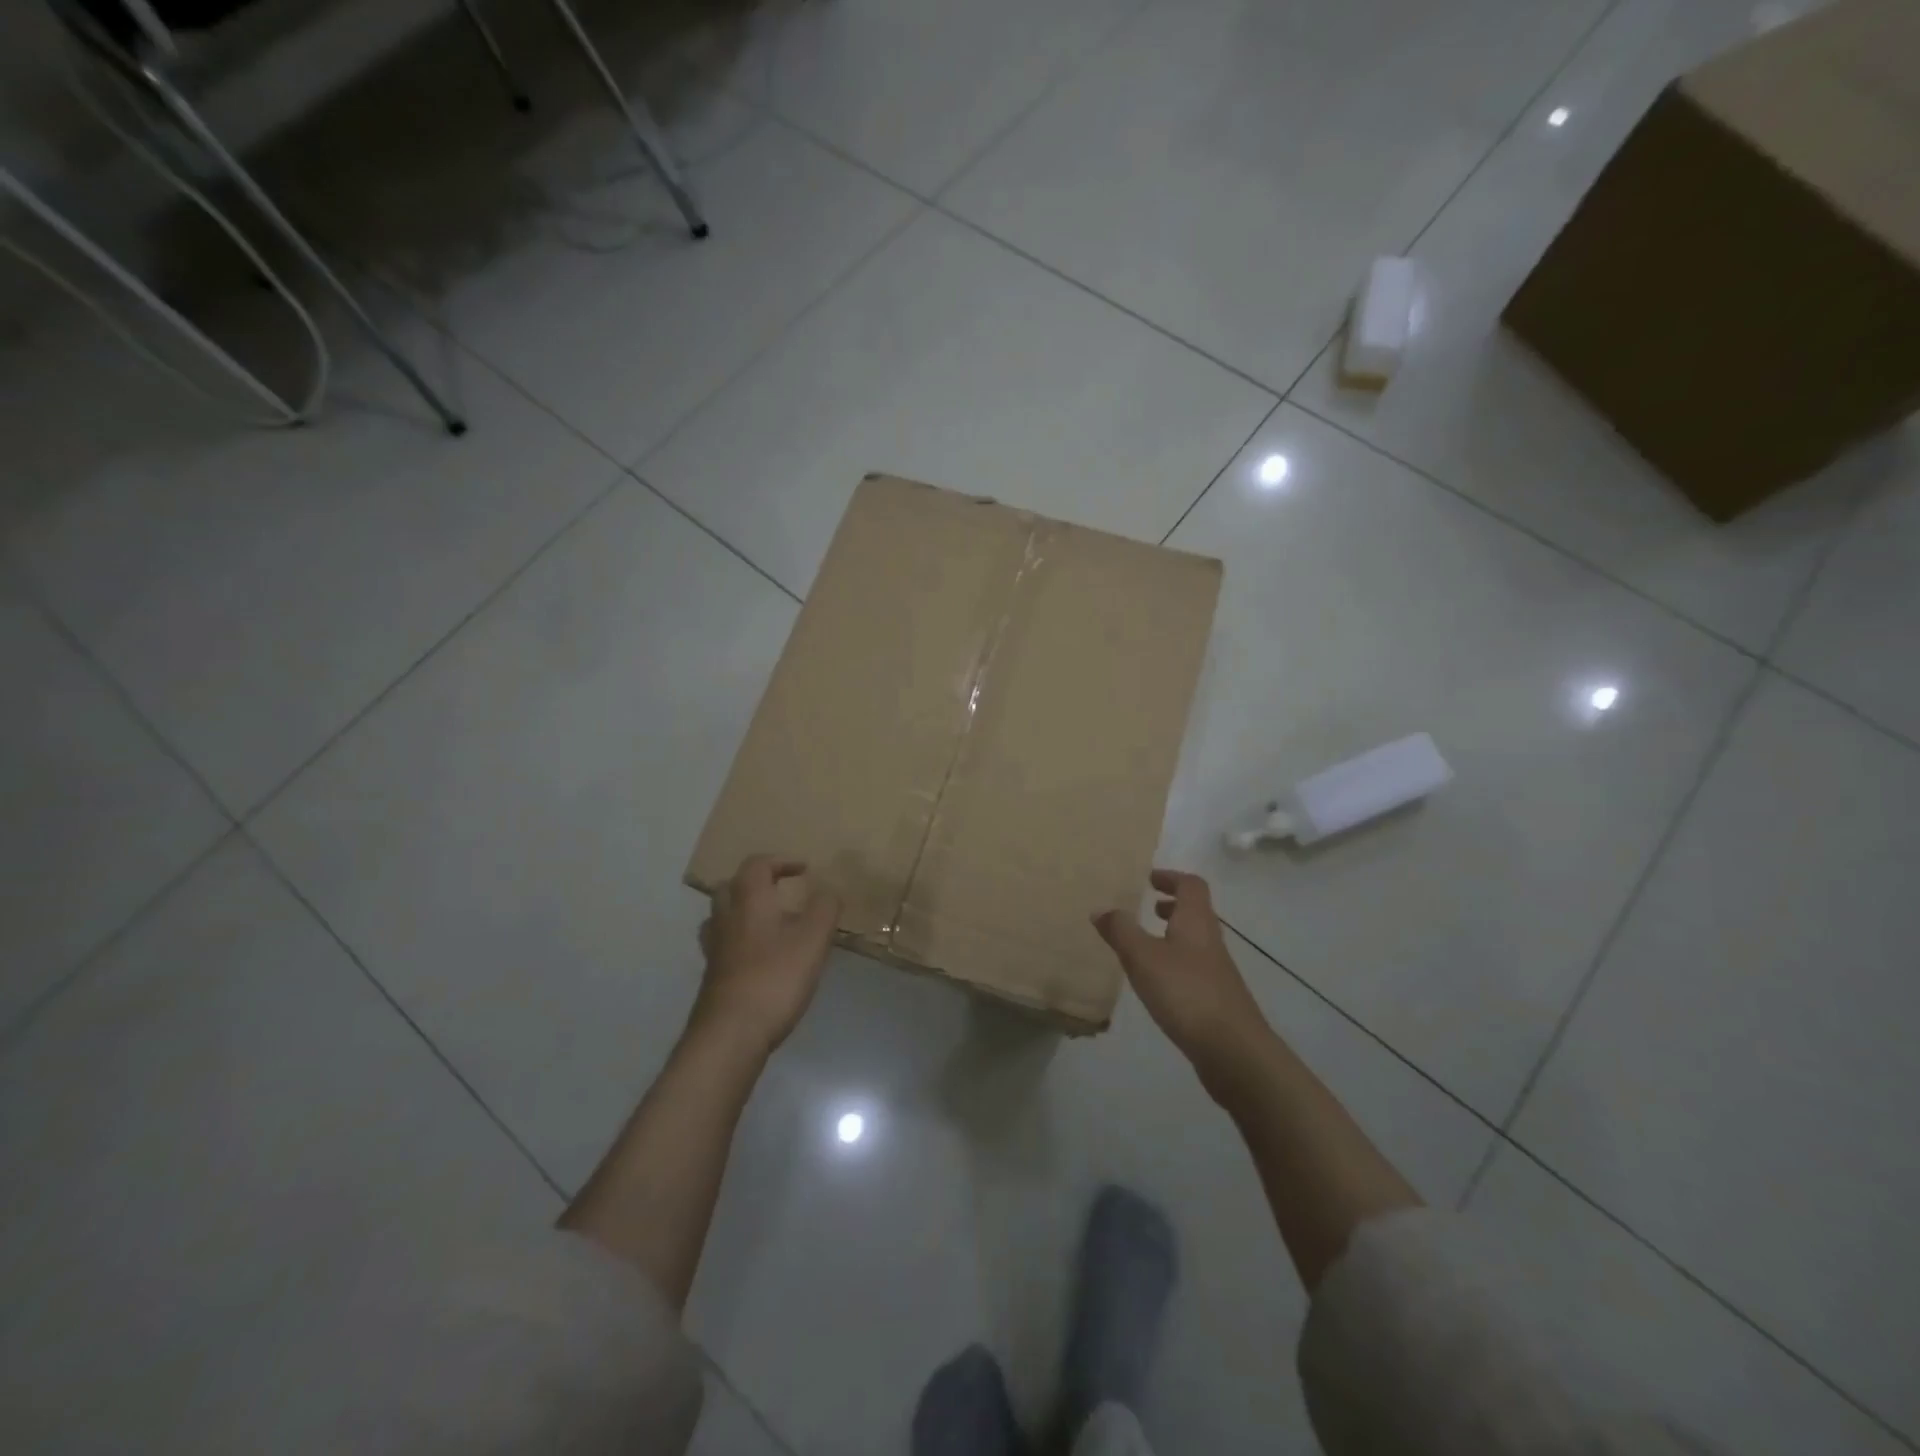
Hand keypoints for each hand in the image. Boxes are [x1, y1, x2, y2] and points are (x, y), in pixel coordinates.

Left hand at [694, 856, 840, 1057]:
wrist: (731, 1034)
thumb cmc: (775, 978)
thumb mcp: (813, 940)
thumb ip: (825, 909)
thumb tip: (828, 890)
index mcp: (750, 901)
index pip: (757, 865)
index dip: (781, 862)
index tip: (804, 871)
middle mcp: (726, 918)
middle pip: (731, 886)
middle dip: (756, 883)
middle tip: (781, 892)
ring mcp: (715, 949)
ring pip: (722, 916)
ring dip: (744, 911)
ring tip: (770, 923)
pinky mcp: (713, 976)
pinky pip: (724, 944)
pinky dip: (740, 940)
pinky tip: (760, 958)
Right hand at [1093, 869, 1272, 1087]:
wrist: (1233, 1050)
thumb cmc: (1186, 992)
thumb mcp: (1143, 957)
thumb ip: (1121, 931)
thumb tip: (1100, 908)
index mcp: (1196, 921)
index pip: (1191, 885)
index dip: (1171, 877)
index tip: (1149, 879)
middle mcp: (1210, 940)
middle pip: (1195, 911)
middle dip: (1171, 904)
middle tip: (1146, 905)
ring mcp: (1216, 970)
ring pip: (1194, 939)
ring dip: (1172, 933)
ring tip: (1144, 943)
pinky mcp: (1216, 997)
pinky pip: (1193, 966)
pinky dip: (1174, 961)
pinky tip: (1156, 981)